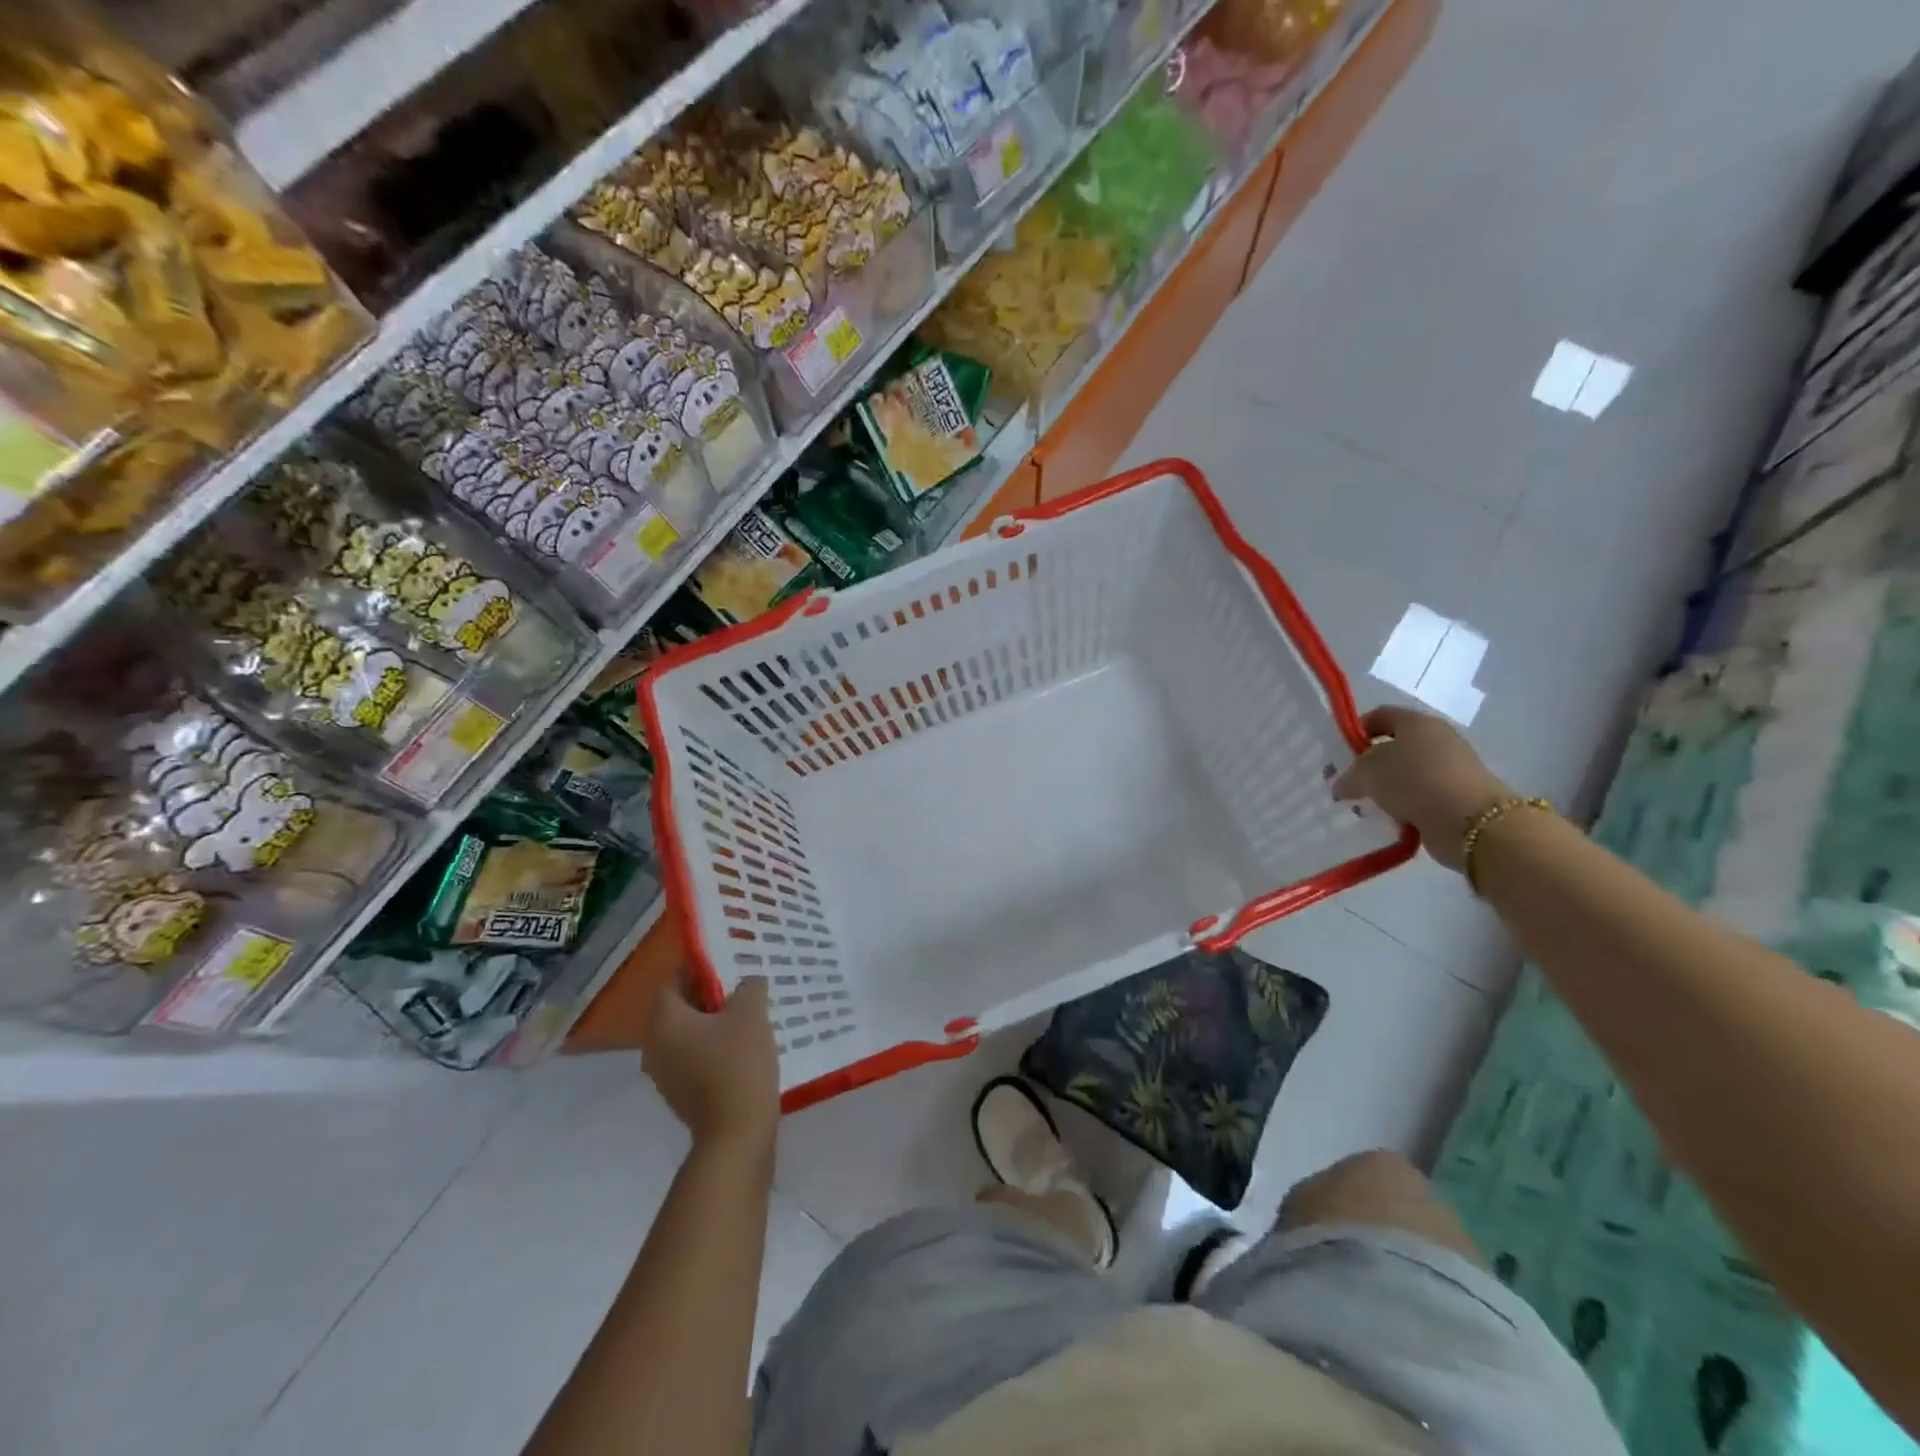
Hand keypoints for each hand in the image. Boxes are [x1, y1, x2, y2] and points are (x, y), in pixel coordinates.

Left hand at [642, 977, 779, 1153]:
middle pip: (680, 1007)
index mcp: (663, 1020)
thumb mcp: (751, 1013)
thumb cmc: (738, 1064)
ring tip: (748, 1017)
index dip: (702, 968)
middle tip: (744, 989)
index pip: (674, 979)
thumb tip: (748, 983)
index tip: (731, 966)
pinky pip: (693, 1057)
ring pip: (688, 1033)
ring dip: (713, 1023)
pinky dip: (713, 1047)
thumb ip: (749, 987)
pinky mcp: (679, 1094)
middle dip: (711, 995)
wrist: (736, 1134)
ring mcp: (664, 1074)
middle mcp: (653, 1045)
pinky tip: (743, 1048)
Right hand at [1333, 706, 1511, 873]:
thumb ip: (1349, 775)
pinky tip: (1392, 818)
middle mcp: (1438, 739)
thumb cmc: (1413, 782)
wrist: (1470, 821)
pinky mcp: (1459, 795)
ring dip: (1388, 788)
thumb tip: (1342, 785)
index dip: (1357, 729)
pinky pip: (1422, 796)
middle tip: (1350, 782)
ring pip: (1408, 773)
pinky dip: (1407, 805)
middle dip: (1370, 764)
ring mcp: (1452, 767)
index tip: (1340, 752)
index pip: (1381, 715)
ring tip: (1369, 805)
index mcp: (1417, 722)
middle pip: (1395, 746)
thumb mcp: (1367, 774)